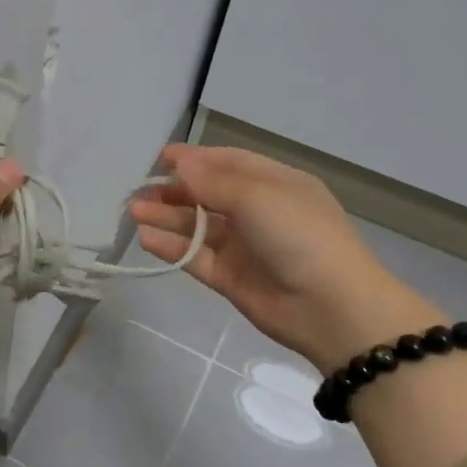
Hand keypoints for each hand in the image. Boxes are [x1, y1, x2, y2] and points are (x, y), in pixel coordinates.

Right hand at [132, 145, 441, 367]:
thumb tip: (178, 162)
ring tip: (135, 212)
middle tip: (140, 191)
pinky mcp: (231, 278)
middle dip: (174, 191)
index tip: (160, 158)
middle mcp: (258, 212)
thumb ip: (211, 181)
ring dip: (166, 218)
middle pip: (207, 195)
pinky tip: (147, 239)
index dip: (195, 158)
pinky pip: (196, 258)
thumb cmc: (299, 235)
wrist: (331, 307)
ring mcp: (244, 247)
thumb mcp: (257, 196)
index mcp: (275, 185)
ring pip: (197, 227)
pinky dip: (172, 248)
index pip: (229, 163)